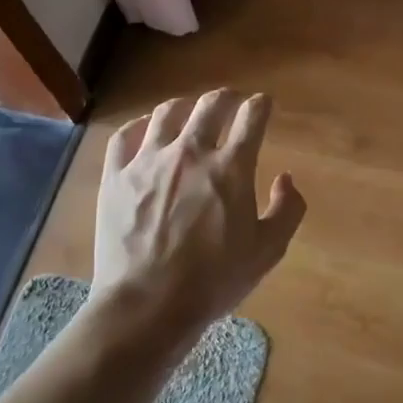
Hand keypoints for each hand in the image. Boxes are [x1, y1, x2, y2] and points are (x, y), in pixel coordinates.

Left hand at [92, 91, 306, 347]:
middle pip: (210, 105)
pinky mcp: (116, 176)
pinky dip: (139, 126)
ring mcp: (148, 161)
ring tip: (189, 111)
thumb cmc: (214, 281)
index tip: (263, 104)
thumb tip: (286, 179)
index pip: (252, 118)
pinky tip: (145, 129)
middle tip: (232, 100)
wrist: (148, 304)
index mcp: (231, 167)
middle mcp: (190, 152)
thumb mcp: (267, 251)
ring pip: (167, 113)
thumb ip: (286, 210)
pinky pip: (124, 136)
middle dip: (227, 97)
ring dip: (185, 106)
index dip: (261, 106)